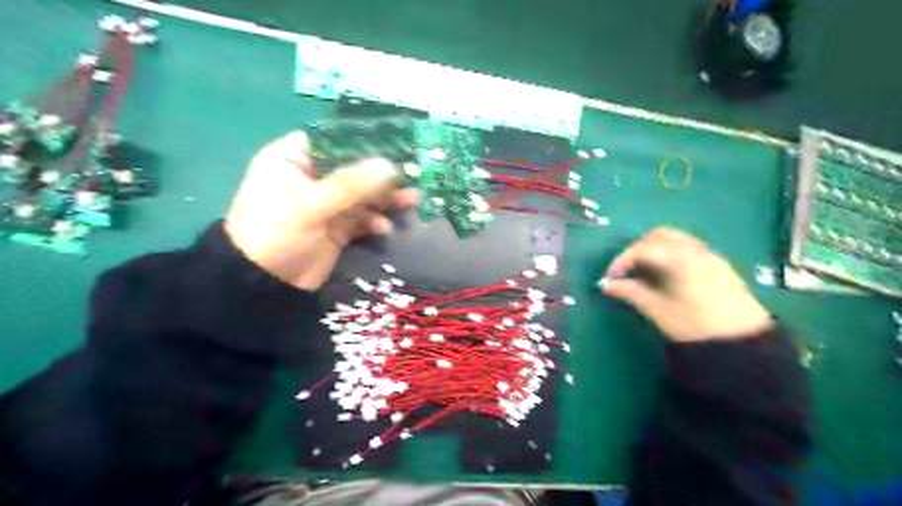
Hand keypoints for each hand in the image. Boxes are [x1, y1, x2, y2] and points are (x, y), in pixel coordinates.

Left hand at [226, 129, 422, 289]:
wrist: (264, 286)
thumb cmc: (276, 234)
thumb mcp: (310, 206)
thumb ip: (350, 185)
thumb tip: (390, 166)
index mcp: (293, 160)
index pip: (332, 141)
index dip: (363, 142)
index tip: (394, 145)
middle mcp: (311, 178)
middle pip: (353, 169)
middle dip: (381, 175)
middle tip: (410, 175)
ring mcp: (326, 204)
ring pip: (362, 195)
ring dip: (385, 199)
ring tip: (411, 200)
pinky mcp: (337, 228)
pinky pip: (363, 218)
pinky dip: (375, 221)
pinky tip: (383, 228)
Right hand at [602, 227, 770, 342]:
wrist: (745, 344)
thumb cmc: (696, 327)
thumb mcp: (659, 311)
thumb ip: (631, 293)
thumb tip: (606, 285)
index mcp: (679, 259)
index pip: (642, 248)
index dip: (621, 261)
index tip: (610, 278)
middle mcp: (695, 250)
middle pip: (659, 235)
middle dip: (638, 250)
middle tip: (627, 272)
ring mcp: (709, 255)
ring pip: (674, 240)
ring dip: (654, 250)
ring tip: (645, 274)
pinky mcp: (718, 265)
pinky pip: (688, 249)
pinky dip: (670, 255)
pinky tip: (666, 277)